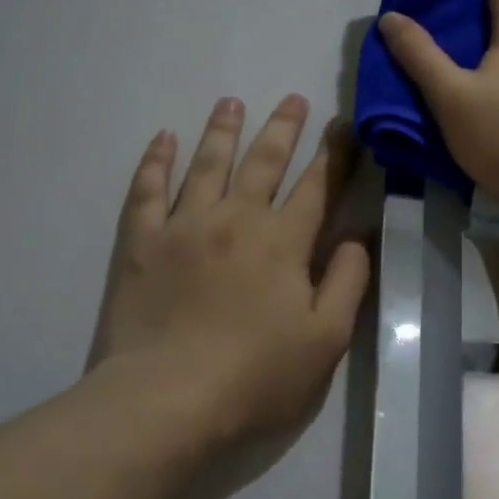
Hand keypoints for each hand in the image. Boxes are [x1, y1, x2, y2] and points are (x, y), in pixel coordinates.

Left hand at [86, 95, 370, 446]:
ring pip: (207, 164)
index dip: (334, 155)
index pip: (317, 187)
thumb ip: (347, 282)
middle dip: (283, 128)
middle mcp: (236, 219)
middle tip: (294, 98)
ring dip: (223, 130)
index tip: (343, 126)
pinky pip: (148, 190)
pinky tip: (164, 139)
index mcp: (283, 243)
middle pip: (263, 162)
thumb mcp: (326, 340)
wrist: (167, 400)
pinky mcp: (141, 243)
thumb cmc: (256, 378)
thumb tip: (356, 237)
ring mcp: (184, 226)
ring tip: (232, 102)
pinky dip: (156, 161)